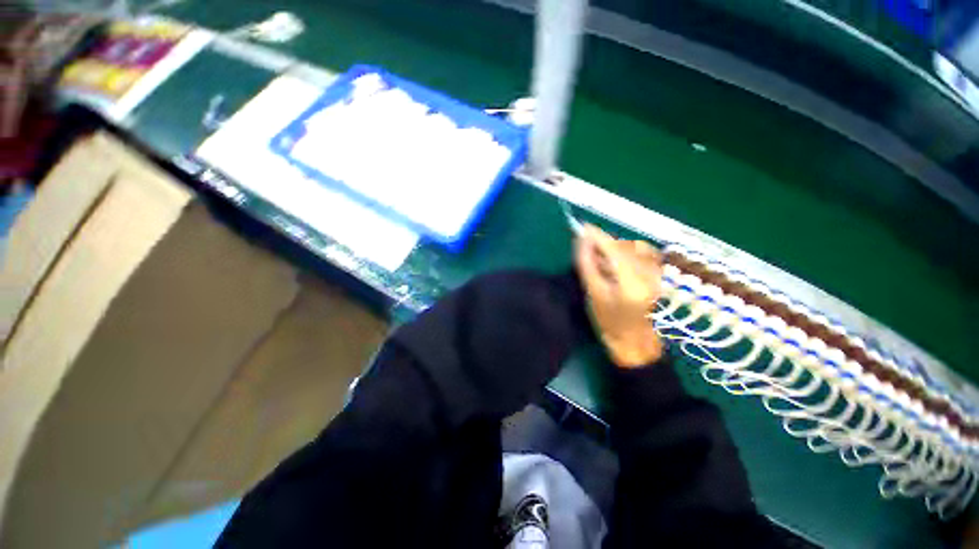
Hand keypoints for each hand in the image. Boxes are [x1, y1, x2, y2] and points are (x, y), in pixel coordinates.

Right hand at [574, 225, 663, 367]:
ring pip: (633, 248)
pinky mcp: (660, 274)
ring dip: (615, 249)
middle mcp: (650, 273)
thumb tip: (581, 239)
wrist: (634, 341)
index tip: (582, 227)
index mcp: (632, 282)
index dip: (598, 236)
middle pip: (624, 246)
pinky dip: (625, 254)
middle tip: (588, 250)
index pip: (614, 249)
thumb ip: (587, 263)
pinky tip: (616, 265)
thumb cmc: (609, 322)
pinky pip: (641, 254)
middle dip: (604, 244)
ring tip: (602, 262)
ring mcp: (659, 273)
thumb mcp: (593, 293)